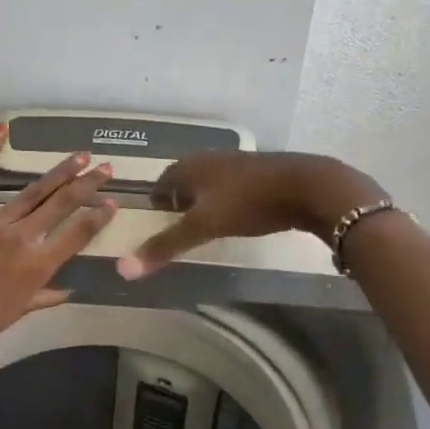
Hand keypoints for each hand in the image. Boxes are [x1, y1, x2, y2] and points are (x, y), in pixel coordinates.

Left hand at [0, 128, 117, 360]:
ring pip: (32, 192)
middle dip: (87, 184)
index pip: (78, 233)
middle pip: (62, 204)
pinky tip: (2, 131)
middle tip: (105, 167)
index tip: (112, 202)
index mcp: (38, 265)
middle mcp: (22, 237)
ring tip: (79, 156)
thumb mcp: (17, 313)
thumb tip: (69, 290)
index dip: (98, 216)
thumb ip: (45, 297)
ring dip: (59, 172)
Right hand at [116, 150, 381, 278]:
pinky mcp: (261, 172)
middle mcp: (210, 159)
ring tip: (205, 224)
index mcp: (190, 167)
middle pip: (184, 180)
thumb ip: (165, 247)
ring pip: (210, 182)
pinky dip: (226, 200)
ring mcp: (237, 163)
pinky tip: (237, 216)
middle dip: (178, 200)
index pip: (161, 182)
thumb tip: (121, 269)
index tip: (157, 222)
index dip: (156, 202)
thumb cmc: (248, 203)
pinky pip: (232, 186)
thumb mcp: (202, 226)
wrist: (308, 186)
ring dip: (203, 200)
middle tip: (177, 225)